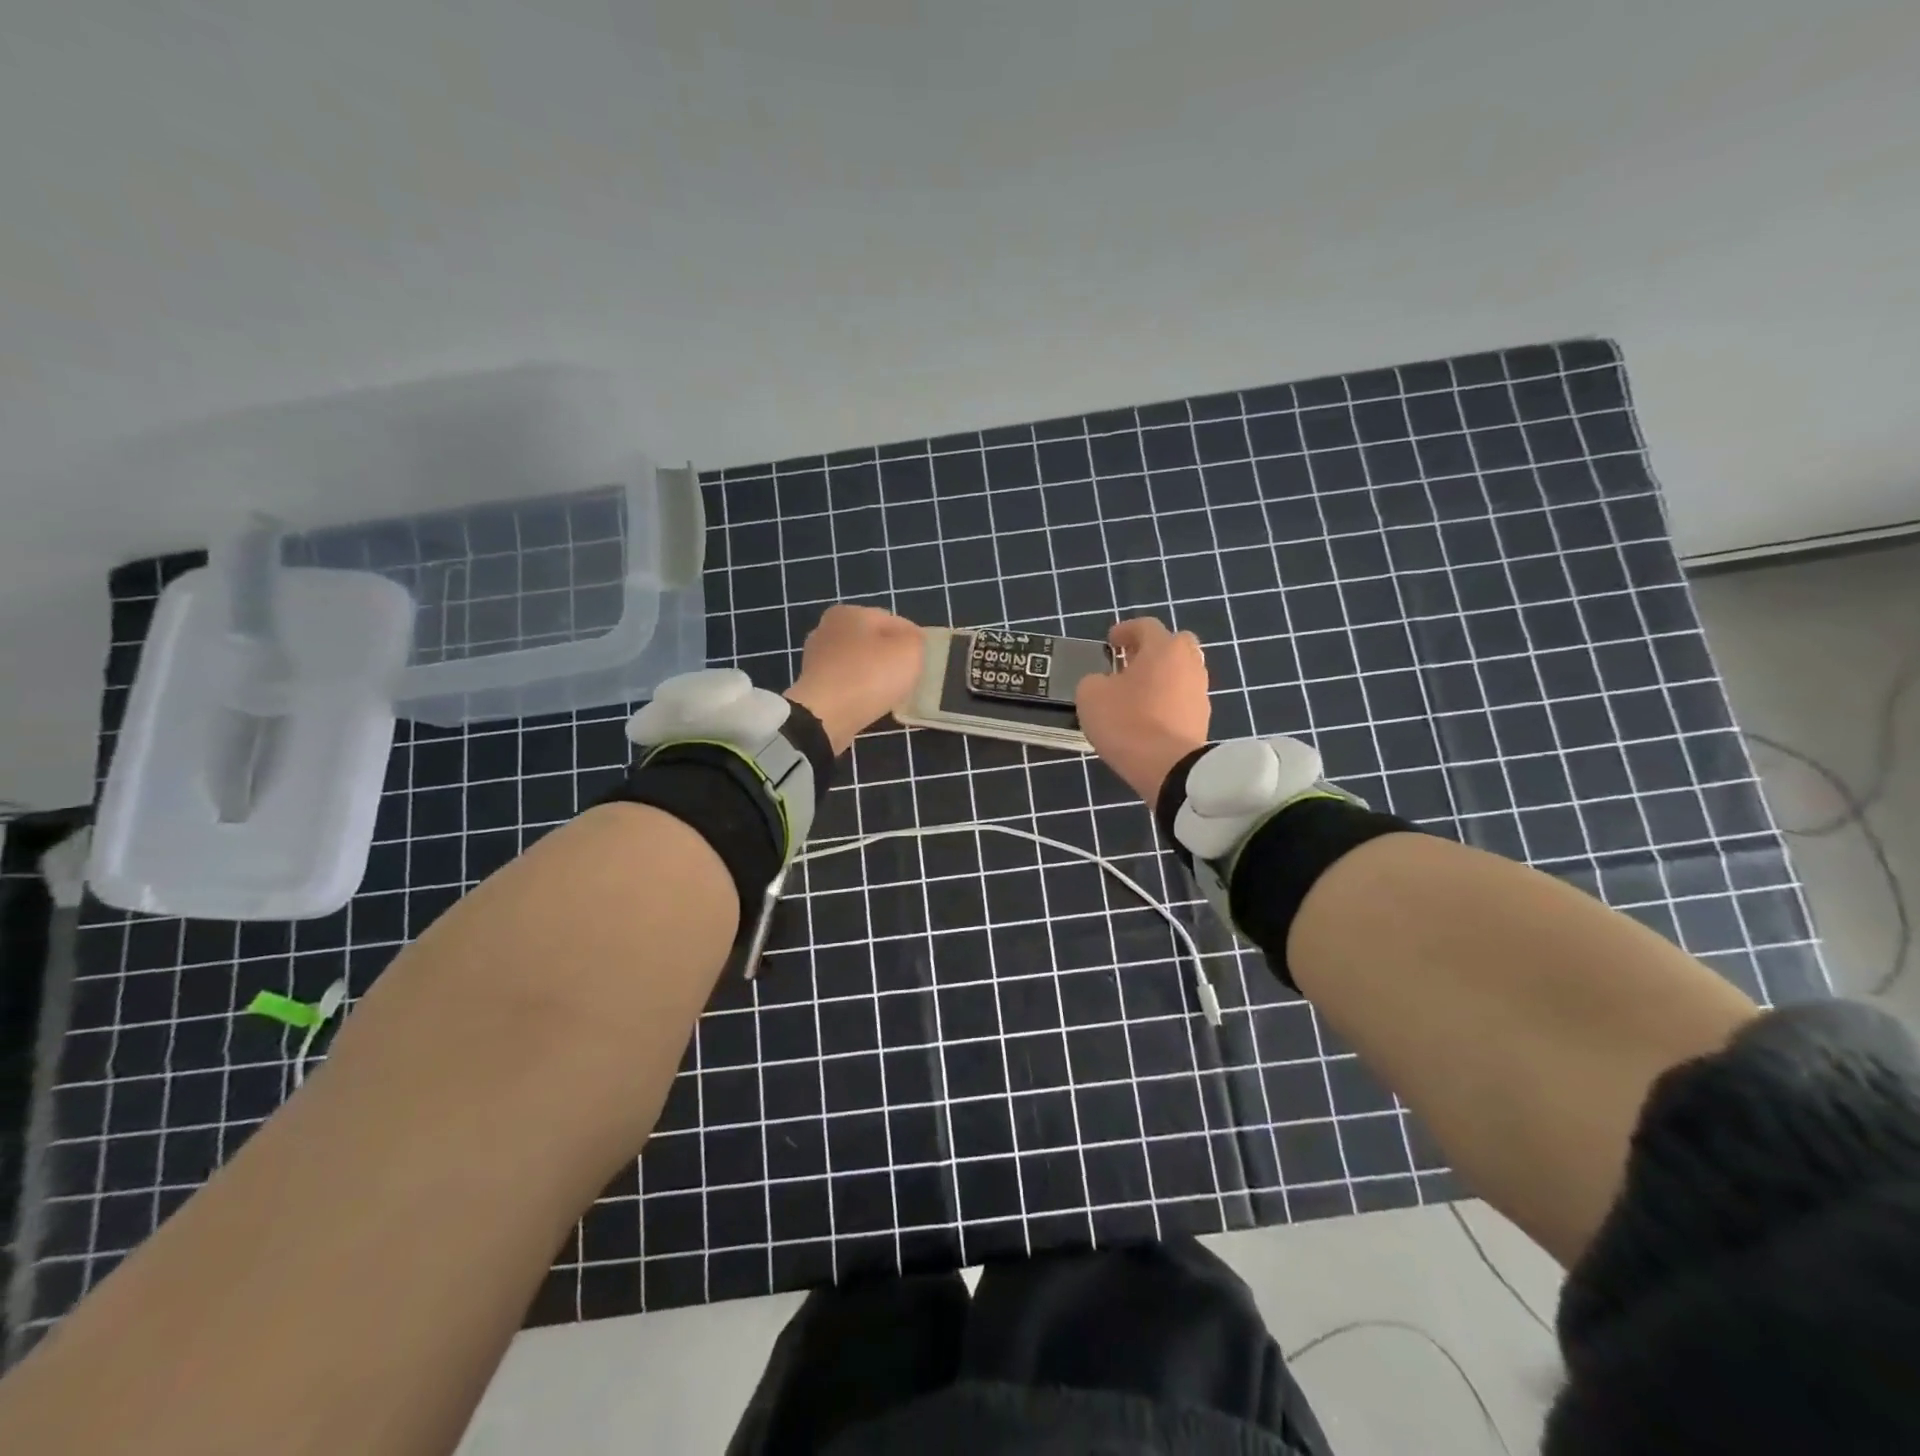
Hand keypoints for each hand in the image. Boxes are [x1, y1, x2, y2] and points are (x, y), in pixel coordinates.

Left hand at [786, 604, 923, 753]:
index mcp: (849, 612)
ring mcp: (816, 658)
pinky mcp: (811, 685)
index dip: (914, 640)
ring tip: (890, 694)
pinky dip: (858, 690)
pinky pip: (845, 683)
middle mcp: (827, 629)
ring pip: (858, 663)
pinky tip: (869, 703)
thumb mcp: (910, 650)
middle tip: (909, 679)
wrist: (825, 717)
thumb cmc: (870, 676)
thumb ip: (916, 640)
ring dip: (874, 675)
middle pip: (873, 641)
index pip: (894, 621)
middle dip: (891, 657)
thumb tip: (911, 642)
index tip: (924, 662)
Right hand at [1076, 618, 1210, 803]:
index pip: (1145, 626)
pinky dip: (1168, 700)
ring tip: (1138, 693)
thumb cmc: (1127, 722)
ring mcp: (1200, 691)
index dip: (1125, 630)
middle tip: (1130, 663)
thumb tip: (1104, 682)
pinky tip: (1150, 716)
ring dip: (1161, 677)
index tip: (1111, 642)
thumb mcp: (1090, 695)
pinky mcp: (1203, 719)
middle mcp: (1188, 663)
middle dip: (1152, 650)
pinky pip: (1183, 699)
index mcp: (1163, 648)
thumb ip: (1094, 680)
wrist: (1168, 768)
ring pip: (1181, 673)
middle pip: (1174, 645)